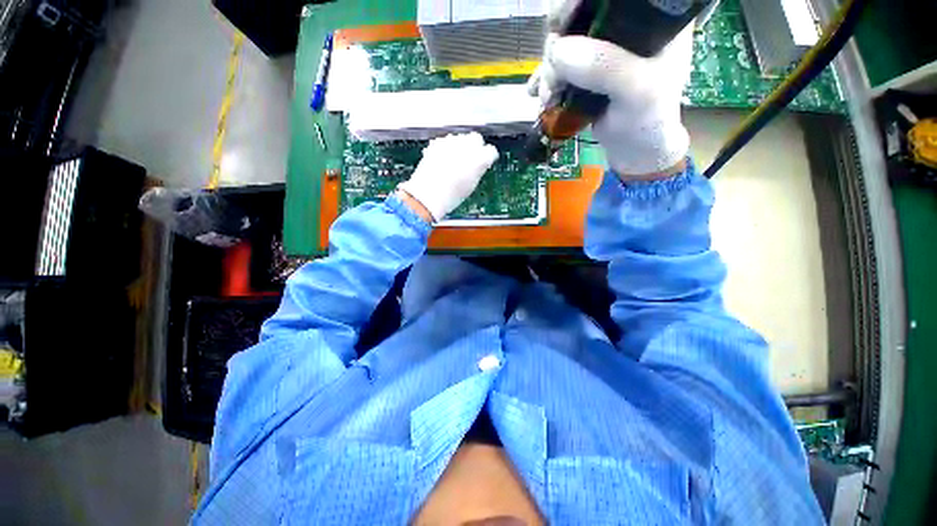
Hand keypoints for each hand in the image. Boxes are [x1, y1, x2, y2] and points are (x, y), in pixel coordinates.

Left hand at [397, 133, 498, 221]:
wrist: (427, 195)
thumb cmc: (450, 195)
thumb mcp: (472, 184)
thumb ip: (478, 168)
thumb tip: (479, 163)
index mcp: (481, 158)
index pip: (491, 151)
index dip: (487, 158)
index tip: (483, 162)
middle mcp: (468, 146)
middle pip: (476, 138)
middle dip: (474, 146)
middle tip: (469, 158)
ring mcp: (451, 142)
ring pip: (460, 138)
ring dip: (459, 145)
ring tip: (453, 160)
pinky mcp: (437, 142)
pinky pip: (445, 141)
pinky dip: (445, 147)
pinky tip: (441, 159)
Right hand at [527, 0, 694, 177]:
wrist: (637, 148)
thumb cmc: (650, 121)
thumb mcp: (638, 93)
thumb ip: (606, 67)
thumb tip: (560, 50)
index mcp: (656, 21)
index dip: (580, 3)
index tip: (563, 25)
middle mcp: (631, 22)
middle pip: (581, 10)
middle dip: (561, 39)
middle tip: (557, 71)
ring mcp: (608, 37)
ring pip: (566, 30)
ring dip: (551, 60)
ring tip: (550, 92)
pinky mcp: (590, 52)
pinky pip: (560, 48)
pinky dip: (547, 68)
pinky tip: (542, 88)